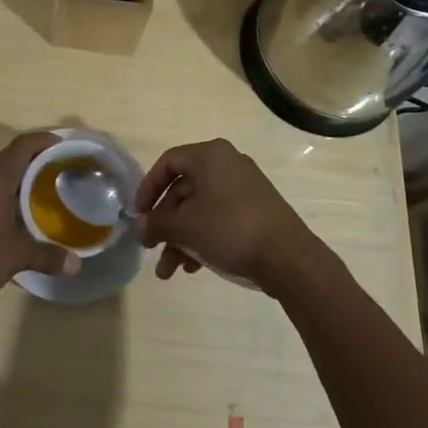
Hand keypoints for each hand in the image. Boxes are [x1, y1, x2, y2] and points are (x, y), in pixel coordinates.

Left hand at [0, 133, 81, 305]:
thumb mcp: (16, 255)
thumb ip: (47, 256)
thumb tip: (76, 266)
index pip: (24, 144)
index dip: (45, 141)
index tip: (65, 147)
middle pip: (11, 158)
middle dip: (36, 163)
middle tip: (60, 174)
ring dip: (18, 182)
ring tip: (42, 196)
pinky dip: (3, 196)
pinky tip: (14, 217)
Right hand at [133, 139, 321, 294]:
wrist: (288, 257)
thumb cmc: (230, 229)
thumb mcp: (185, 227)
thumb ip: (157, 223)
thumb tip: (141, 225)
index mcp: (210, 155)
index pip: (168, 163)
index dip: (148, 188)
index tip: (138, 215)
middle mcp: (227, 164)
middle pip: (183, 189)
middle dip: (164, 223)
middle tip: (151, 248)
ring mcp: (244, 187)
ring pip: (200, 209)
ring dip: (180, 238)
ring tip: (169, 271)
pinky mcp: (256, 210)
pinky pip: (219, 218)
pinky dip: (202, 238)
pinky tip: (193, 268)